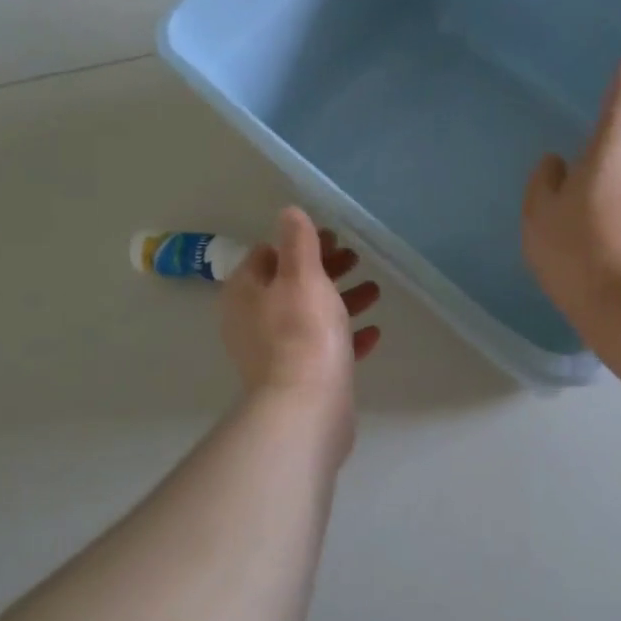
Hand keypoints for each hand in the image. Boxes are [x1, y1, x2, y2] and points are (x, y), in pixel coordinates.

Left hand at [222, 208, 380, 452]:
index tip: (333, 237)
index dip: (300, 242)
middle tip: (356, 259)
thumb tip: (289, 212)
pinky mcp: (299, 378)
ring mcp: (275, 352)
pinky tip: (374, 332)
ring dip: (341, 300)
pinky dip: (346, 336)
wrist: (306, 408)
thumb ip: (297, 241)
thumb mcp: (302, 275)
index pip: (267, 255)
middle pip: (291, 284)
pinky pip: (324, 348)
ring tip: (374, 292)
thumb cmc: (302, 332)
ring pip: (310, 315)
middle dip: (325, 270)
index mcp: (245, 293)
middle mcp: (253, 321)